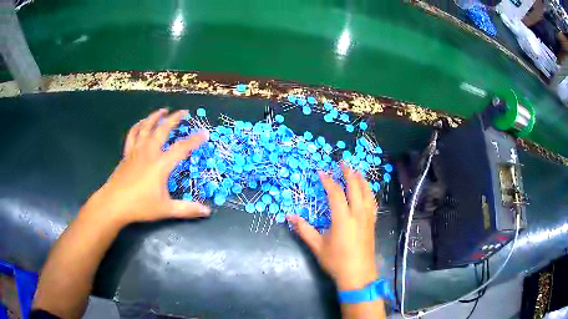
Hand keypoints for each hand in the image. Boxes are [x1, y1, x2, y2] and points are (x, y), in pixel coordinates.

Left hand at [86, 109, 209, 225]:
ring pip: (146, 128)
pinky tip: (141, 123)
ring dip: (155, 117)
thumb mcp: (166, 209)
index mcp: (161, 164)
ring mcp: (136, 151)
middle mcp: (149, 153)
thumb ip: (187, 209)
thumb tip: (207, 212)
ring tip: (163, 110)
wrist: (114, 204)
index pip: (182, 149)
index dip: (195, 140)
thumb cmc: (140, 206)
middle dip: (174, 119)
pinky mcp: (127, 154)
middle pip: (163, 130)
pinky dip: (138, 126)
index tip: (204, 133)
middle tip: (183, 112)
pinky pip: (132, 135)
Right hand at [287, 164, 377, 289]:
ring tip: (355, 171)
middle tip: (342, 162)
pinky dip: (369, 192)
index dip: (328, 181)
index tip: (321, 172)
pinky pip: (373, 202)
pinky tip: (367, 190)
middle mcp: (358, 214)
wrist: (358, 275)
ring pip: (367, 192)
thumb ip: (304, 229)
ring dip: (361, 179)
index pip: (336, 193)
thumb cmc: (336, 261)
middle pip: (355, 187)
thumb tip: (289, 216)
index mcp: (343, 219)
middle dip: (348, 173)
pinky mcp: (372, 223)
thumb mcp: (318, 246)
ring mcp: (367, 218)